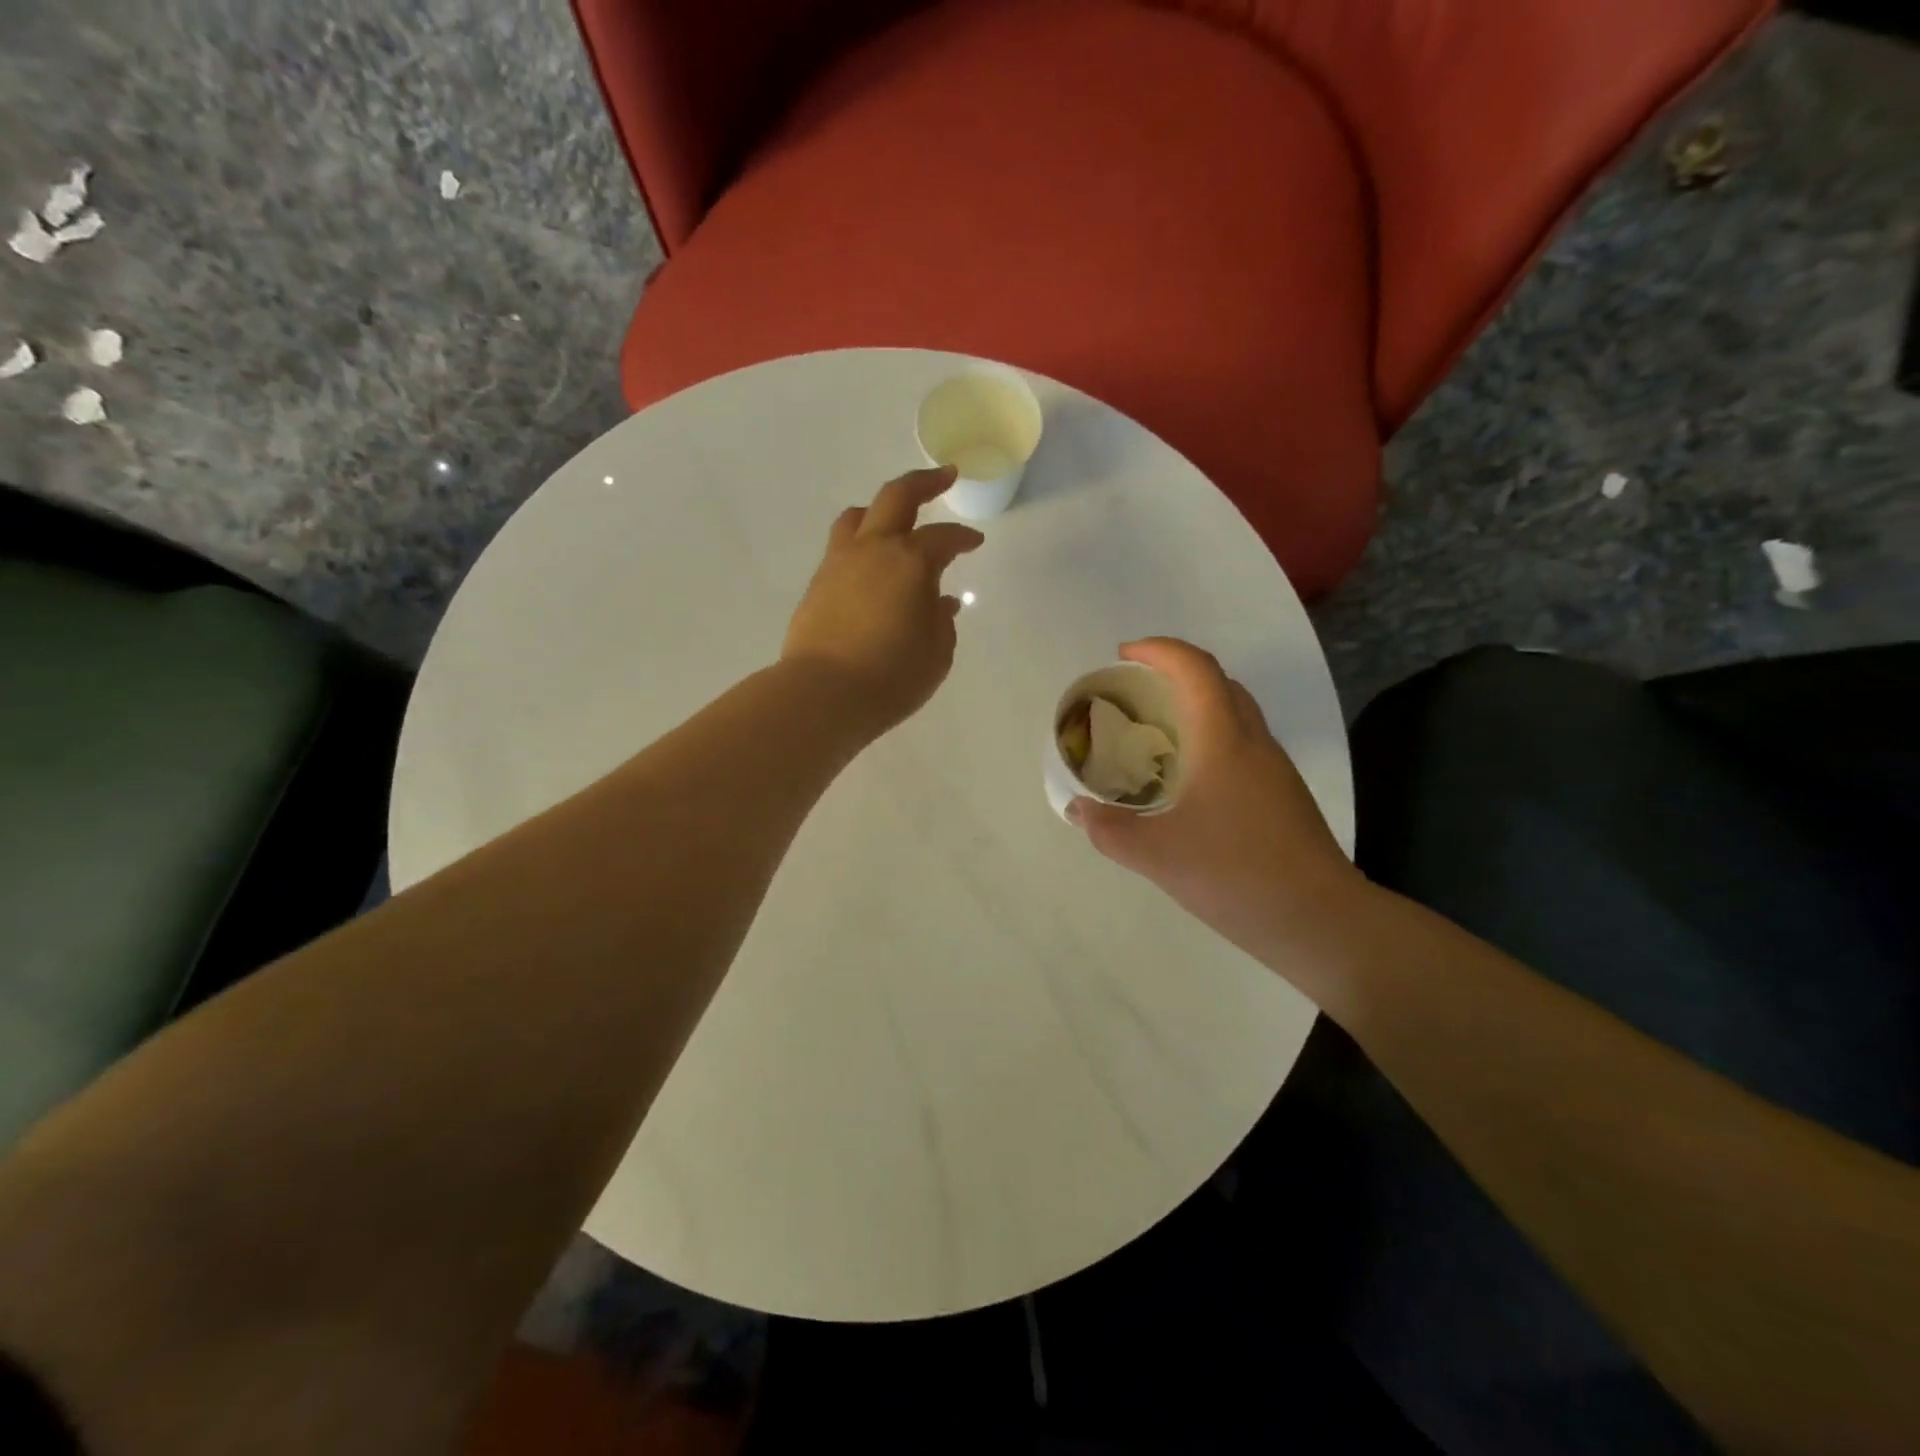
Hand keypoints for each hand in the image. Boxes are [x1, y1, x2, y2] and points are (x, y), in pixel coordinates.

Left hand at [783, 467, 983, 735]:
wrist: (823, 693)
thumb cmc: (891, 676)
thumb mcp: (936, 654)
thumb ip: (941, 621)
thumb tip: (940, 602)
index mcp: (910, 561)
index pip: (944, 538)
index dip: (963, 538)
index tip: (975, 542)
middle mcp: (873, 550)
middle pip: (897, 496)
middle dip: (924, 482)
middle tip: (943, 476)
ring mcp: (839, 563)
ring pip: (859, 516)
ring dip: (882, 509)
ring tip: (895, 519)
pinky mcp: (817, 584)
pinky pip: (841, 547)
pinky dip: (861, 544)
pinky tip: (871, 566)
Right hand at [1068, 639, 1368, 971]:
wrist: (1319, 920)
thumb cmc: (1236, 875)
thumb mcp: (1157, 855)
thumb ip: (1109, 830)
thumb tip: (1078, 810)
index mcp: (1223, 740)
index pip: (1195, 668)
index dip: (1159, 650)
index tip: (1124, 656)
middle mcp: (1253, 742)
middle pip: (1219, 682)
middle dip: (1175, 672)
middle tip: (1135, 691)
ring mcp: (1274, 768)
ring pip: (1235, 712)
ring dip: (1196, 705)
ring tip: (1156, 731)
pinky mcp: (1283, 794)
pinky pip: (1242, 744)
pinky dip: (1210, 737)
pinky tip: (1188, 778)